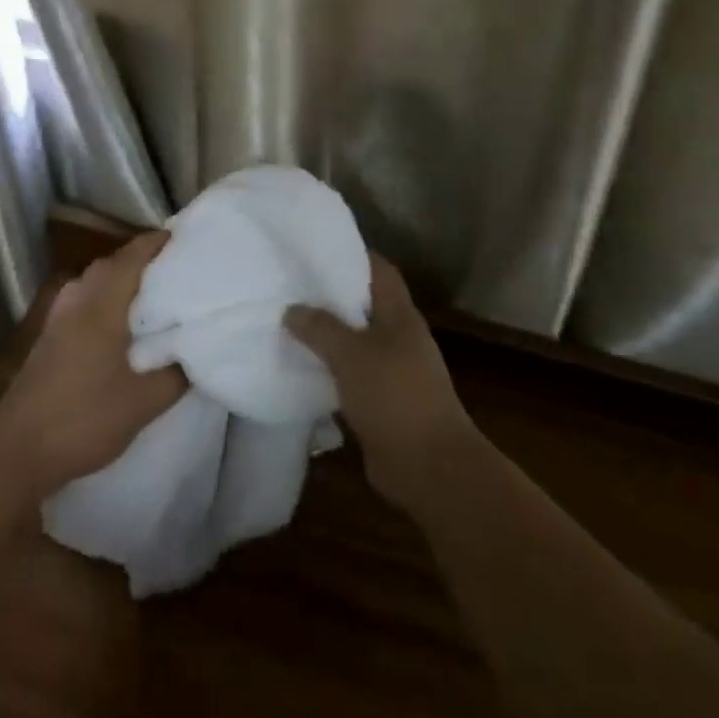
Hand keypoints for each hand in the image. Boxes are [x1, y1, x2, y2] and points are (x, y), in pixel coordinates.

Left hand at [0, 231, 186, 496]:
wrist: (16, 452)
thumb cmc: (84, 419)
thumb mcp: (143, 403)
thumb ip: (175, 375)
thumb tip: (194, 353)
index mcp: (101, 304)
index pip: (132, 256)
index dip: (156, 243)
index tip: (183, 239)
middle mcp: (77, 300)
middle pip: (111, 264)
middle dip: (140, 260)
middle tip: (173, 270)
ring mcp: (57, 319)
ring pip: (93, 283)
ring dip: (119, 281)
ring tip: (150, 296)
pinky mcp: (47, 339)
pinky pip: (82, 302)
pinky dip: (103, 300)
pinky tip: (117, 326)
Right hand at [286, 255, 474, 507]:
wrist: (431, 468)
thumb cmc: (395, 396)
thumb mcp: (352, 355)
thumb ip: (320, 328)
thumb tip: (292, 309)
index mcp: (400, 315)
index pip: (379, 270)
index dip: (353, 254)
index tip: (317, 248)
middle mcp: (399, 337)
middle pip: (364, 305)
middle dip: (331, 295)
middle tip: (291, 285)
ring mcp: (393, 372)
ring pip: (355, 342)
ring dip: (327, 336)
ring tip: (287, 323)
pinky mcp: (382, 403)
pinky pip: (350, 376)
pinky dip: (329, 371)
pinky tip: (300, 369)